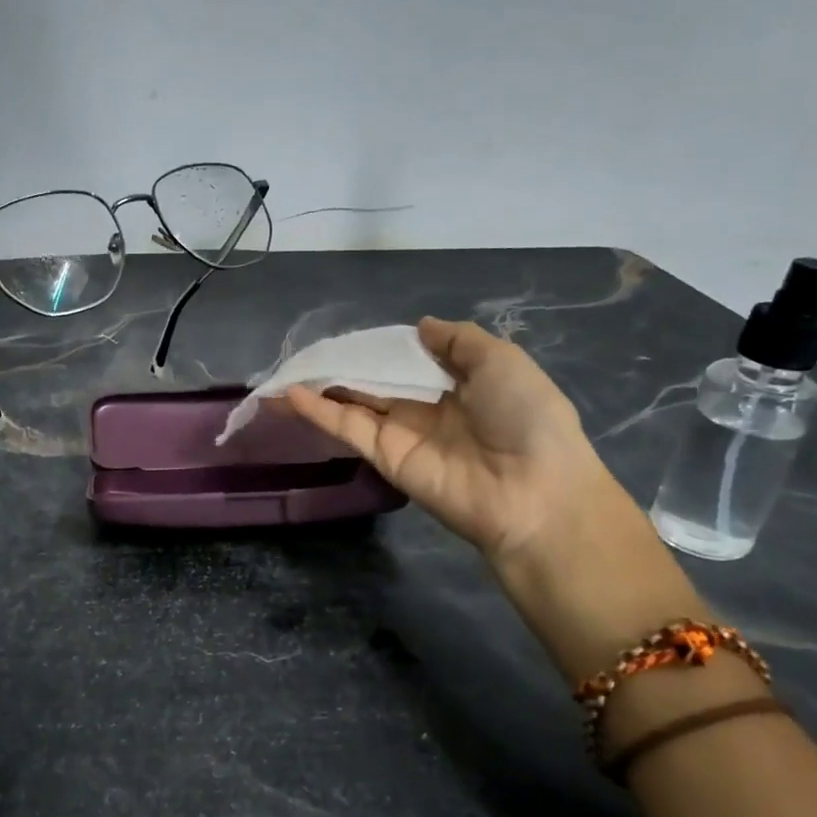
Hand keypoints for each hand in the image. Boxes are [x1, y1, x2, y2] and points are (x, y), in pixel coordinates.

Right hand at [286, 317, 611, 563]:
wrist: (532, 489)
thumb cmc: (525, 416)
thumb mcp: (501, 360)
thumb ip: (458, 340)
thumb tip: (420, 327)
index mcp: (457, 384)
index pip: (409, 360)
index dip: (380, 347)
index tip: (351, 335)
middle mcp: (425, 407)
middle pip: (375, 381)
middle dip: (343, 366)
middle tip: (306, 352)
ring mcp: (401, 433)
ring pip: (353, 402)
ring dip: (320, 386)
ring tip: (284, 370)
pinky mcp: (383, 456)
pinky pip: (347, 428)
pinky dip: (317, 411)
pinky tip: (290, 392)